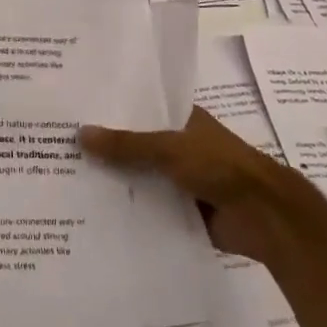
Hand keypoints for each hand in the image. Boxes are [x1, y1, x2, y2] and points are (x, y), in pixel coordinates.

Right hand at [81, 107, 299, 258]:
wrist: (263, 216)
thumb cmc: (220, 166)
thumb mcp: (169, 148)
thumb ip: (126, 145)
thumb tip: (80, 133)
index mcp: (184, 119)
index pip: (142, 110)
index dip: (113, 111)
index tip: (77, 112)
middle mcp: (182, 146)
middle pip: (139, 145)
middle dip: (109, 148)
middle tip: (63, 147)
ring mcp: (183, 179)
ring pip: (143, 177)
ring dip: (118, 181)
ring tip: (70, 179)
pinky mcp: (184, 210)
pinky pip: (150, 206)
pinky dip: (131, 209)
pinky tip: (97, 211)